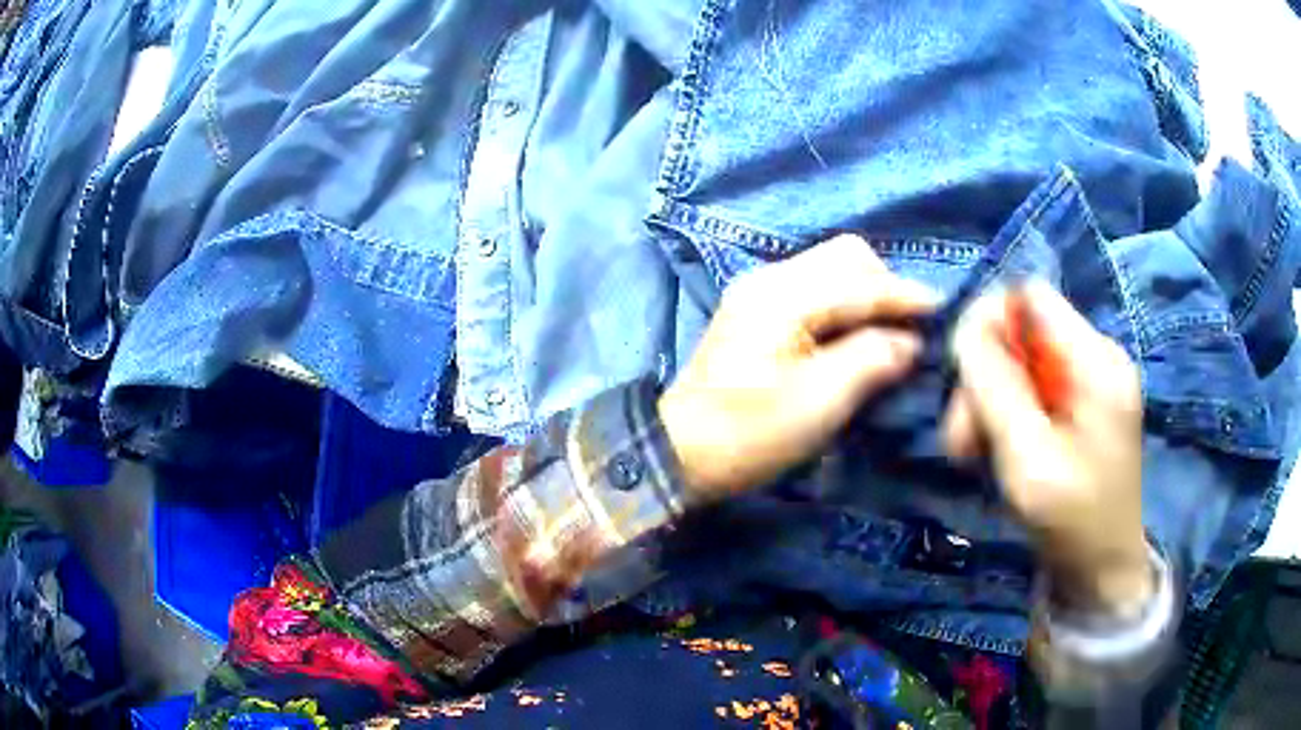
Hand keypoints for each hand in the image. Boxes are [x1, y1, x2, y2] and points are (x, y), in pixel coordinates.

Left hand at [659, 235, 936, 500]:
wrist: (679, 452)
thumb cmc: (749, 434)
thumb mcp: (818, 404)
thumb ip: (870, 361)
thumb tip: (908, 342)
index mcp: (783, 297)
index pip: (859, 282)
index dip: (904, 296)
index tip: (941, 310)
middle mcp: (769, 278)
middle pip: (846, 256)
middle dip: (884, 286)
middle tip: (906, 330)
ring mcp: (759, 291)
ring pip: (831, 268)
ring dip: (865, 294)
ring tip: (885, 335)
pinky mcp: (756, 310)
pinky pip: (815, 288)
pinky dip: (843, 304)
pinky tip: (853, 336)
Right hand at [943, 281, 1151, 617]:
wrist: (1102, 572)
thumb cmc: (1073, 522)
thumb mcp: (1028, 459)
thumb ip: (996, 389)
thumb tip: (965, 327)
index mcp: (1096, 362)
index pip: (1030, 296)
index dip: (989, 321)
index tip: (963, 377)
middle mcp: (1095, 358)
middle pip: (1020, 333)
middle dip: (984, 379)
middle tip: (962, 441)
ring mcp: (1089, 383)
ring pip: (1019, 363)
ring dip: (988, 404)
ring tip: (973, 456)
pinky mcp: (1080, 407)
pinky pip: (1030, 389)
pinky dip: (1004, 416)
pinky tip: (996, 453)